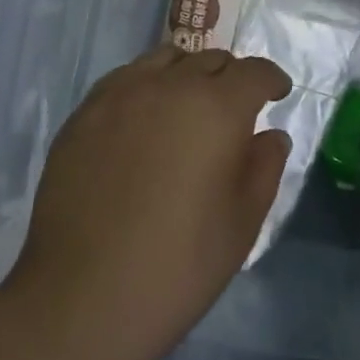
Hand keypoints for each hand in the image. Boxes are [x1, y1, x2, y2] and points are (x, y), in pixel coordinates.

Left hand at [6, 45, 292, 359]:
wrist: (82, 299)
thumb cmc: (178, 265)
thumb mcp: (242, 223)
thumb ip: (264, 167)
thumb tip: (270, 135)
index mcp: (217, 108)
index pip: (254, 72)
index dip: (271, 80)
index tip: (277, 94)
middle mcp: (170, 86)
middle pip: (210, 59)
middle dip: (231, 77)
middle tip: (234, 108)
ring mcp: (121, 95)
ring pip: (165, 59)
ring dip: (187, 74)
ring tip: (187, 105)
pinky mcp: (84, 114)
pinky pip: (125, 78)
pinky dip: (146, 85)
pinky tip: (143, 119)